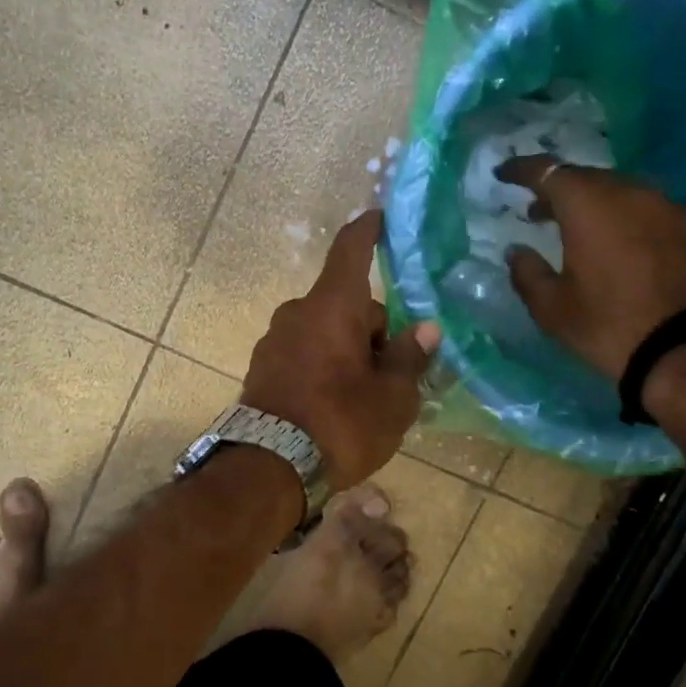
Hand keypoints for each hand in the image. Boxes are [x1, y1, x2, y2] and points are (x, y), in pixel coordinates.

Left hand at [241, 211, 439, 491]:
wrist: (268, 469)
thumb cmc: (340, 425)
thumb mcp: (392, 398)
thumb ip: (409, 358)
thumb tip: (425, 328)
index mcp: (332, 307)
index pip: (351, 250)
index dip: (368, 230)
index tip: (379, 217)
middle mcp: (297, 314)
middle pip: (346, 305)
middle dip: (373, 329)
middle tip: (395, 374)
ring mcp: (274, 341)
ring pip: (325, 332)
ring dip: (347, 350)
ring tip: (365, 398)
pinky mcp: (261, 369)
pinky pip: (303, 354)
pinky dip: (323, 366)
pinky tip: (333, 406)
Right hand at [496, 156, 685, 379]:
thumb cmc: (610, 326)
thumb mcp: (553, 309)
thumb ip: (527, 273)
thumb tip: (516, 252)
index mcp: (589, 206)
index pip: (548, 171)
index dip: (522, 170)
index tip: (503, 174)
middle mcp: (631, 193)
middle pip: (587, 178)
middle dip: (558, 191)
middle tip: (538, 212)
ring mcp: (669, 208)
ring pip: (621, 193)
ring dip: (594, 205)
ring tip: (578, 231)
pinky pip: (648, 211)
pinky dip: (625, 220)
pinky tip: (619, 247)